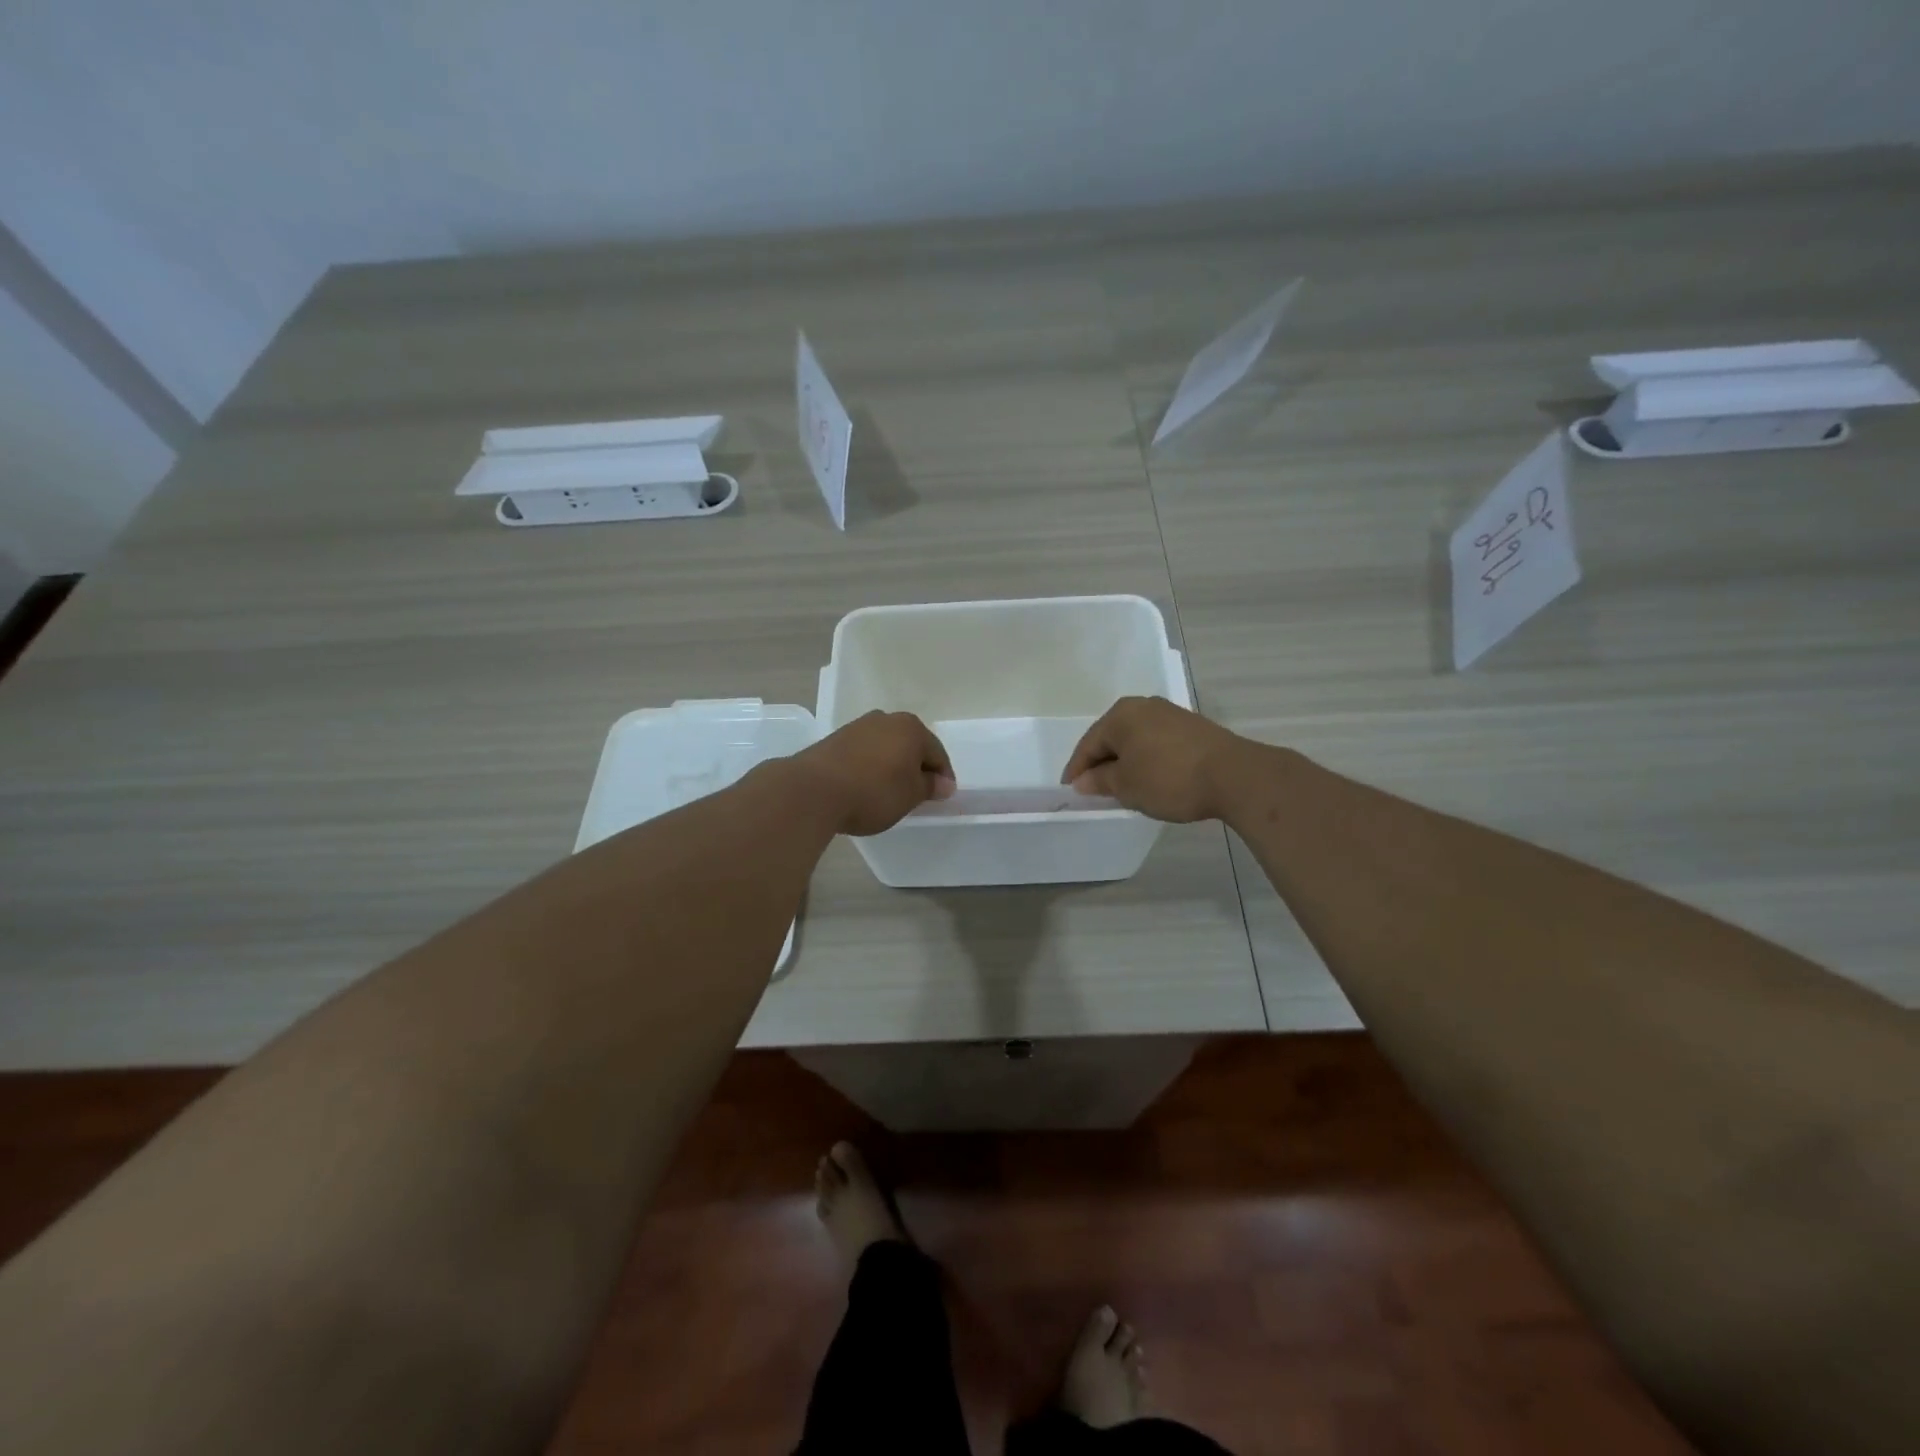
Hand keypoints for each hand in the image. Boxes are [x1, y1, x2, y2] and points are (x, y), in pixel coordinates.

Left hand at [790, 711, 955, 836]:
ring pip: (885, 747)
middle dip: (916, 767)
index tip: (941, 797)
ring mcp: (857, 727)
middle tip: (917, 794)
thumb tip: (944, 783)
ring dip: (891, 766)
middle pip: (910, 745)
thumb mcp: (910, 795)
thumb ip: (930, 786)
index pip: (937, 753)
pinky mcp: (835, 739)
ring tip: (889, 792)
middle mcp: (886, 719)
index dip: (943, 777)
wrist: (813, 790)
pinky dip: (870, 767)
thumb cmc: (873, 792)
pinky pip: (863, 753)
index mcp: (911, 728)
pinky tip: (865, 786)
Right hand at [1061, 696, 1254, 823]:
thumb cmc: (1169, 778)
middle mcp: (1144, 706)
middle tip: (1094, 789)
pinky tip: (1151, 778)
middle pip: (1112, 737)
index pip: (1088, 744)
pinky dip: (1147, 760)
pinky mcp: (1192, 727)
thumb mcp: (1127, 786)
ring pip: (1136, 740)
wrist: (1234, 776)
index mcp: (1121, 715)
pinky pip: (1157, 743)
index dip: (1077, 769)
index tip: (1070, 790)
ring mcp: (1171, 714)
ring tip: (1122, 786)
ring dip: (1126, 762)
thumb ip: (1099, 781)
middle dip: (1101, 763)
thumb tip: (1082, 780)